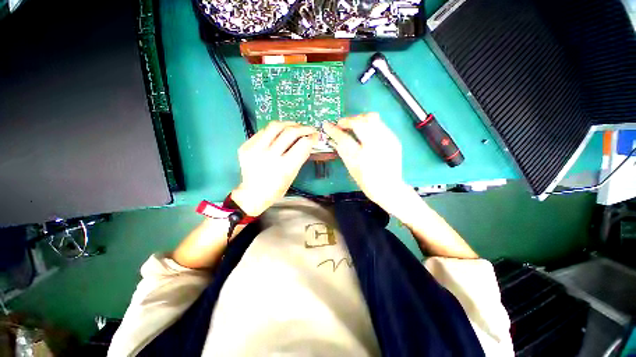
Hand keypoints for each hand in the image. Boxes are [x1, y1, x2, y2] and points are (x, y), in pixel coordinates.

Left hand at [231, 121, 317, 215]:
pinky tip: (279, 133)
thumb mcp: (293, 175)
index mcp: (284, 168)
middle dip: (303, 128)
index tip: (315, 135)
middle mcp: (269, 157)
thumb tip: (308, 141)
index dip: (311, 137)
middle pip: (290, 132)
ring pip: (275, 126)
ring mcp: (255, 150)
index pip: (303, 144)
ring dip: (289, 124)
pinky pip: (263, 131)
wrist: (253, 194)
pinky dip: (274, 130)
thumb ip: (301, 157)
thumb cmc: (276, 188)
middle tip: (308, 129)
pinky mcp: (246, 147)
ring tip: (295, 126)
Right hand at [323, 113, 408, 209]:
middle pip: (360, 122)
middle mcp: (376, 146)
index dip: (334, 130)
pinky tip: (365, 131)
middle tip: (341, 124)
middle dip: (348, 120)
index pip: (344, 138)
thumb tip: (333, 139)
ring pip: (372, 118)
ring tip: (353, 125)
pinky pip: (380, 124)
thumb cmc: (366, 181)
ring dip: (359, 119)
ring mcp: (388, 140)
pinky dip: (369, 124)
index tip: (326, 125)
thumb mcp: (351, 167)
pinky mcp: (394, 139)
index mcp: (362, 157)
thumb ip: (342, 151)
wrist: (389, 187)